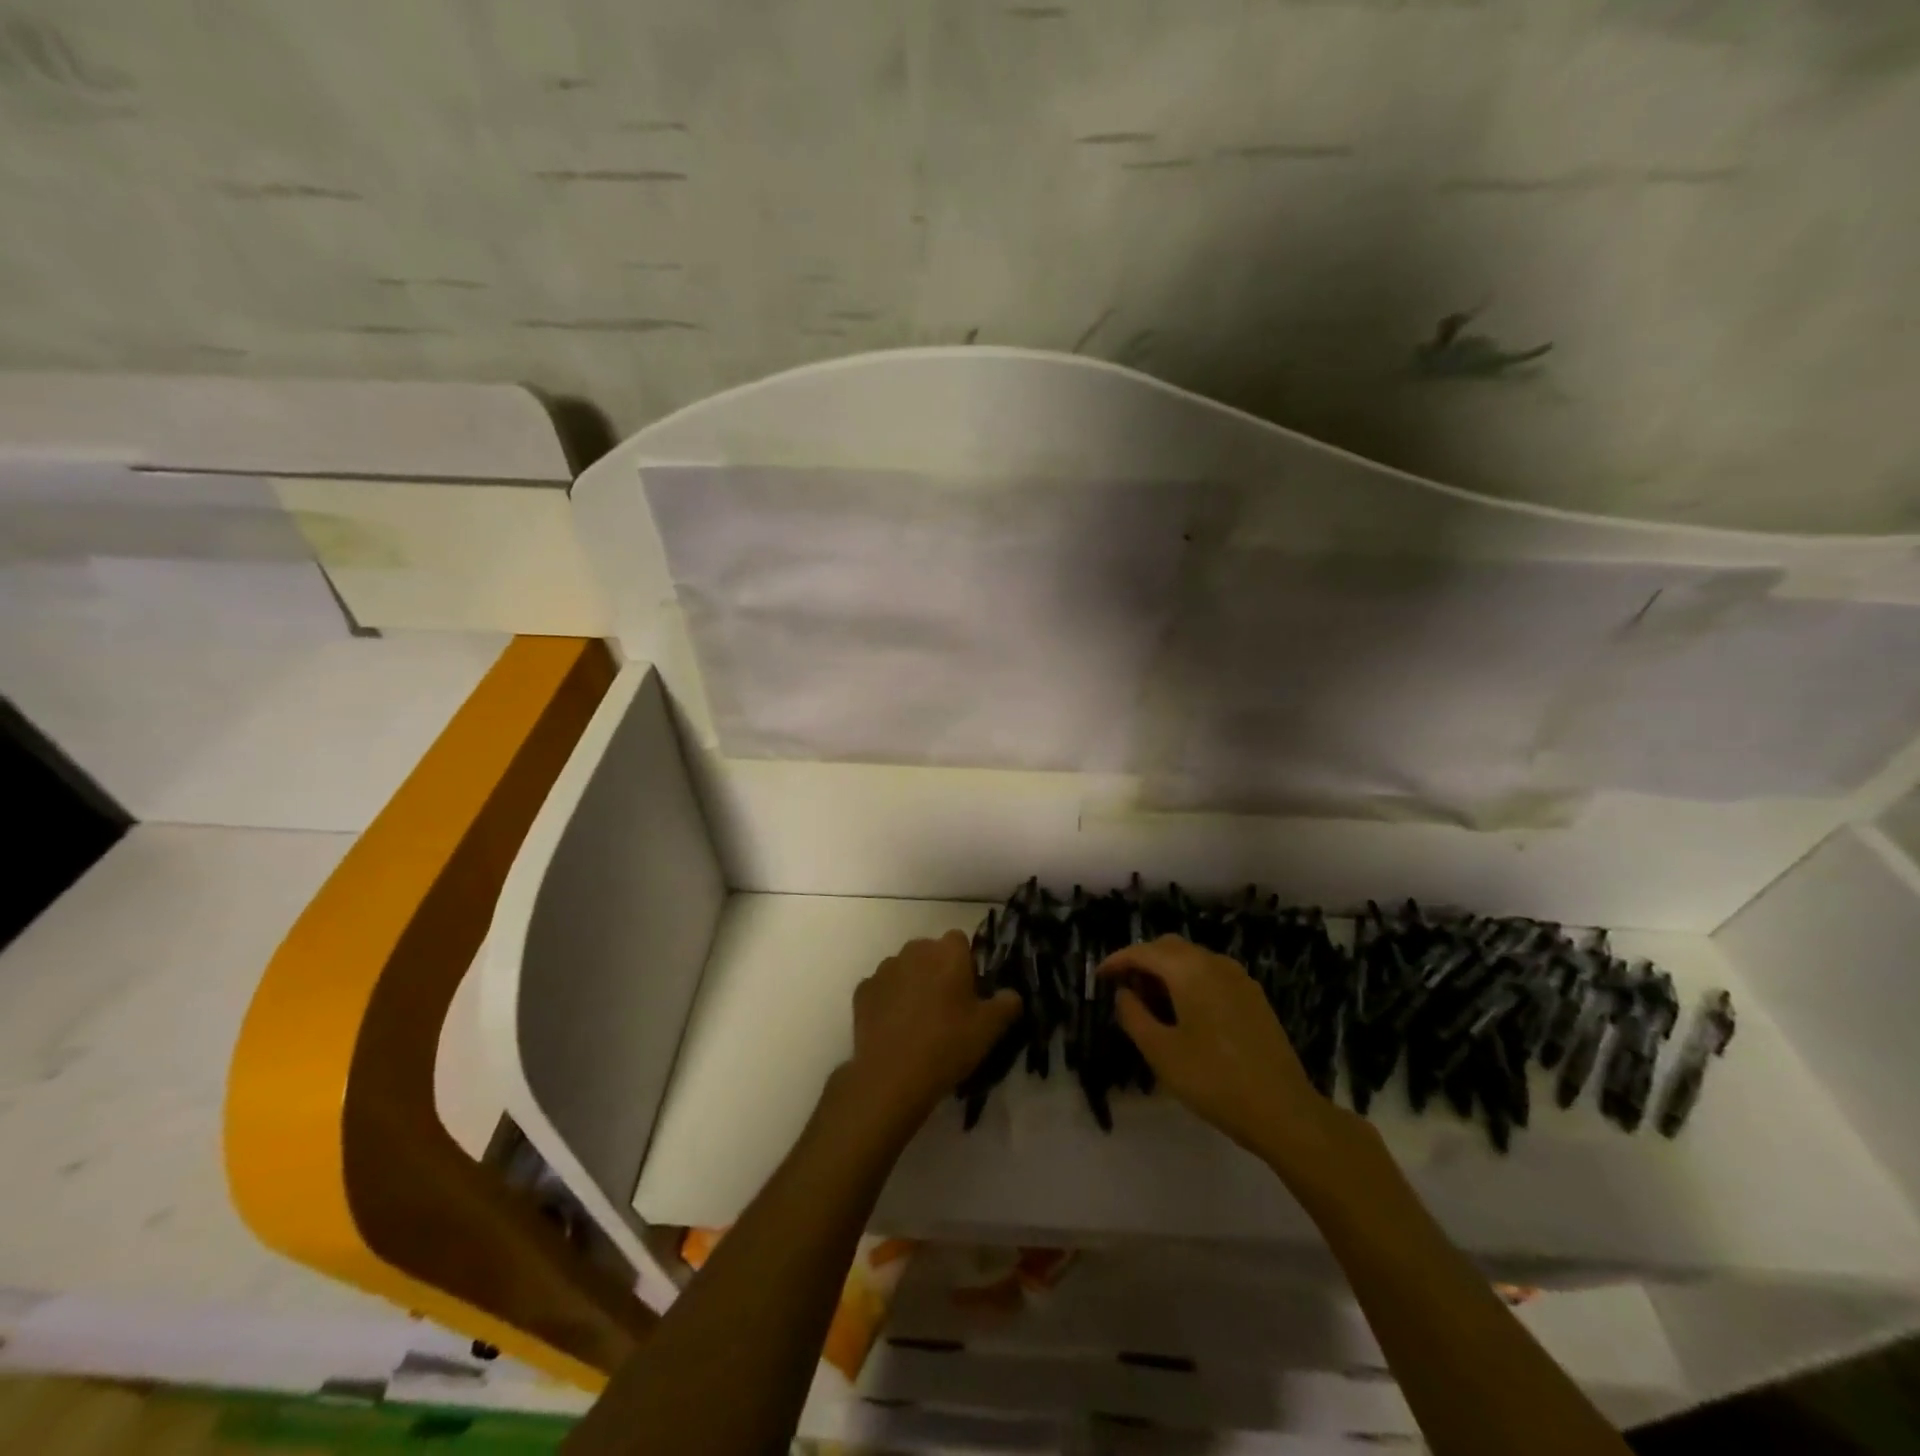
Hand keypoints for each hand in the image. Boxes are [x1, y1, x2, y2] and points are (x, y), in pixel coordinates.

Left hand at [838, 931, 1021, 1136]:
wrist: (891, 1076)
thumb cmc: (947, 1045)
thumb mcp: (990, 1029)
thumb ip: (1007, 1004)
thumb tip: (1011, 994)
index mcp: (947, 952)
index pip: (960, 941)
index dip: (966, 963)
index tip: (970, 992)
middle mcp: (914, 950)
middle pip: (930, 952)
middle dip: (938, 970)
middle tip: (947, 1008)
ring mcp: (884, 969)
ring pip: (904, 968)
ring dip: (912, 983)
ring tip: (918, 1021)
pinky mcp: (862, 991)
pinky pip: (882, 988)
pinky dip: (888, 1000)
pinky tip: (894, 1028)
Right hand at [1098, 936, 1354, 1171]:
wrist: (1283, 1110)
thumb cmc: (1213, 1079)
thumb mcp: (1160, 1052)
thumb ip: (1133, 1015)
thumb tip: (1123, 994)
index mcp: (1189, 970)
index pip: (1143, 952)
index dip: (1117, 961)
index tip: (1099, 977)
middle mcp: (1214, 962)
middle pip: (1169, 947)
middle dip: (1142, 962)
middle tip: (1124, 990)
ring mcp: (1239, 978)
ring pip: (1192, 959)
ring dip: (1167, 972)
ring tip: (1152, 1005)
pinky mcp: (1253, 997)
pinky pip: (1211, 974)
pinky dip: (1190, 982)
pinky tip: (1185, 1013)